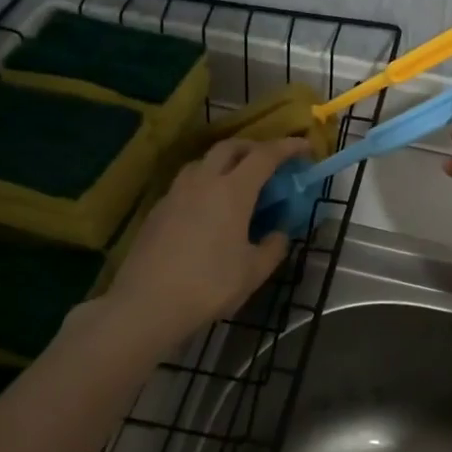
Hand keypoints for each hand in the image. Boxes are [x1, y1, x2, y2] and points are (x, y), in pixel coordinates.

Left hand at [104, 136, 308, 346]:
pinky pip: (186, 184)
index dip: (287, 147)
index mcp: (233, 191)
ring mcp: (176, 193)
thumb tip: (278, 234)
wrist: (147, 304)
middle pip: (230, 147)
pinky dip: (204, 184)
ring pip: (203, 162)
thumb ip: (273, 247)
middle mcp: (203, 181)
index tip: (304, 147)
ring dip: (224, 162)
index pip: (265, 155)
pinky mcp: (157, 210)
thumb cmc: (209, 285)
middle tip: (268, 161)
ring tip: (235, 182)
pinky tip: (206, 209)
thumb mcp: (253, 271)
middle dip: (253, 147)